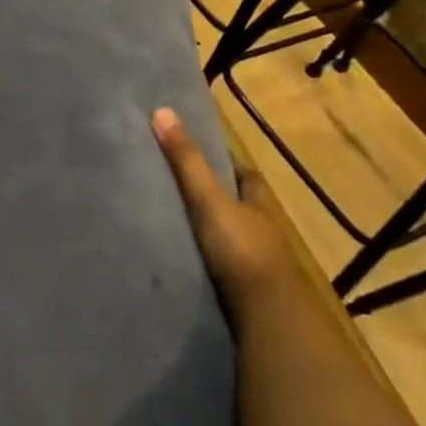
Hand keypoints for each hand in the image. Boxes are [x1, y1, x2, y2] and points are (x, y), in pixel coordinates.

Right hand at [152, 107, 300, 312]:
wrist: (264, 314)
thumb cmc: (241, 248)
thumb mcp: (209, 199)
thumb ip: (185, 161)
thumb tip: (161, 111)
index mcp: (260, 200)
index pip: (241, 173)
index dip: (220, 162)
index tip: (190, 153)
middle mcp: (262, 226)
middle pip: (234, 203)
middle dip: (211, 195)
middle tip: (171, 185)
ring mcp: (254, 259)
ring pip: (227, 233)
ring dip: (205, 228)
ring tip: (166, 220)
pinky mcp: (242, 287)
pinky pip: (218, 262)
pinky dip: (201, 256)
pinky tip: (177, 255)